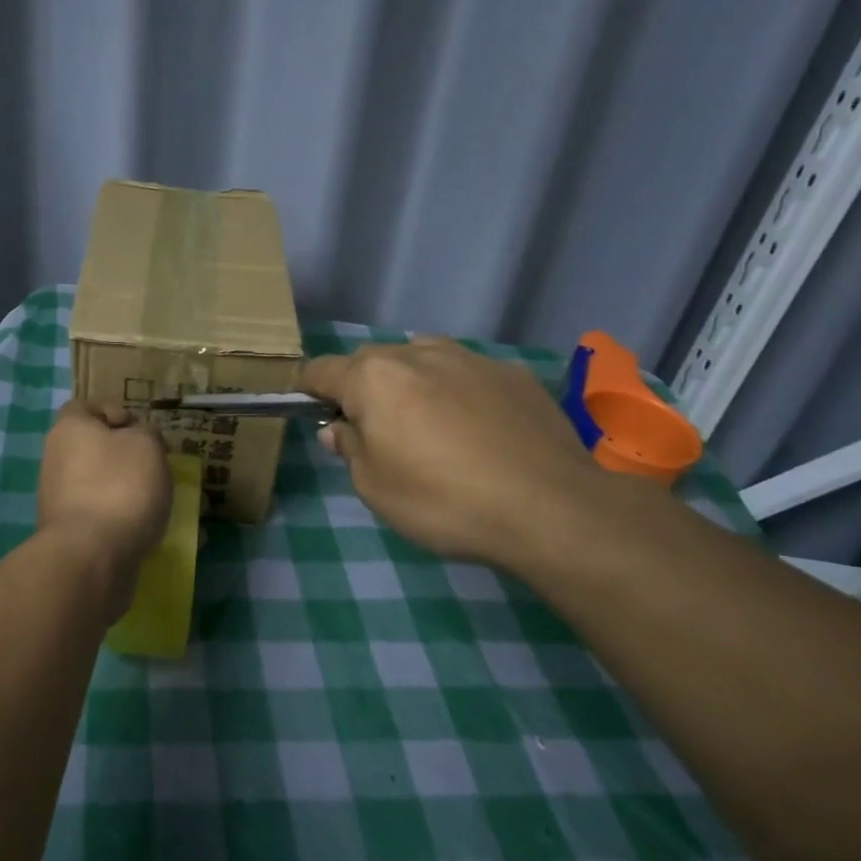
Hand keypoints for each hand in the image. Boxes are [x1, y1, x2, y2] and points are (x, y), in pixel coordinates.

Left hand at [37, 400, 171, 602]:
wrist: (91, 557)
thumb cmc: (120, 486)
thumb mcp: (147, 445)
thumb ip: (146, 433)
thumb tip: (137, 438)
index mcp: (68, 429)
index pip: (84, 406)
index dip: (113, 411)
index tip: (140, 429)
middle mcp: (56, 460)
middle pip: (94, 448)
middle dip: (127, 457)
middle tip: (157, 468)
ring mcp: (58, 499)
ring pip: (101, 485)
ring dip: (129, 491)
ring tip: (163, 503)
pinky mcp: (69, 533)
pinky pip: (102, 517)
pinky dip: (124, 520)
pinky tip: (151, 532)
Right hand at [300, 338, 605, 569]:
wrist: (551, 508)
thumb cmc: (442, 500)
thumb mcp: (374, 487)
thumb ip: (349, 448)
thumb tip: (339, 428)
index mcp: (373, 377)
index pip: (321, 370)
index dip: (310, 392)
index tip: (316, 416)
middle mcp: (418, 353)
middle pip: (372, 361)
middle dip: (363, 389)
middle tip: (377, 433)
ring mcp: (470, 358)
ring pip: (422, 360)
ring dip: (412, 384)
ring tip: (431, 428)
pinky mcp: (513, 374)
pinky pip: (467, 374)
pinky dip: (458, 393)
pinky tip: (480, 432)